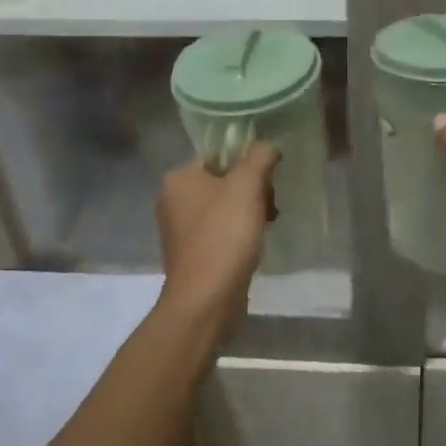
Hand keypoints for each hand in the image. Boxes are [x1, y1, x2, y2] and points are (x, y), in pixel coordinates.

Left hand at [156, 142, 280, 331]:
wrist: (206, 299)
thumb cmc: (224, 235)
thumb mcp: (247, 186)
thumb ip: (260, 157)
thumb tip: (268, 146)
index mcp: (179, 178)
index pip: (220, 154)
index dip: (249, 163)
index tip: (270, 180)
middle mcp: (174, 199)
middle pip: (224, 180)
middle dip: (253, 189)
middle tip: (271, 205)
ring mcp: (181, 229)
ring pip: (225, 206)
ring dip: (250, 211)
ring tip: (267, 225)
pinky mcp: (193, 253)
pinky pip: (222, 231)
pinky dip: (240, 233)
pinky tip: (255, 245)